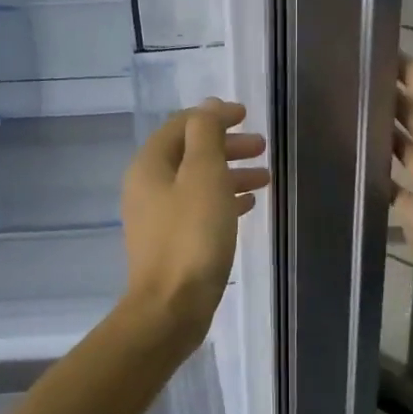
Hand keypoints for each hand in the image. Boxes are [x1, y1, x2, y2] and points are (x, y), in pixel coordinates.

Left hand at [120, 99, 269, 344]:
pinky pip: (199, 208)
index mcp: (150, 165)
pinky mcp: (171, 242)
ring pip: (197, 181)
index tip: (247, 115)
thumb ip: (206, 134)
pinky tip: (249, 204)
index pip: (182, 125)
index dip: (215, 116)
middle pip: (190, 152)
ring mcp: (157, 216)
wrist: (171, 307)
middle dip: (227, 145)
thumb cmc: (192, 236)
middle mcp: (147, 186)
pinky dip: (224, 199)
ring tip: (265, 176)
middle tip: (262, 147)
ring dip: (230, 172)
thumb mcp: (204, 175)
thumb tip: (208, 106)